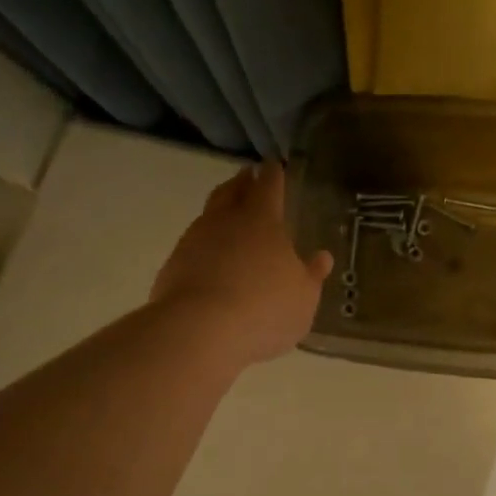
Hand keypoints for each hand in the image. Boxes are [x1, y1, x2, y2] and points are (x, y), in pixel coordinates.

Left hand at [152, 161, 332, 368]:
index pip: (268, 185)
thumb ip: (312, 275)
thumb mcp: (303, 297)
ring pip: (208, 215)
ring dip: (219, 211)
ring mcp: (194, 241)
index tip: (274, 165)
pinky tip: (210, 259)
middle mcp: (225, 221)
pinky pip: (193, 245)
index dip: (273, 174)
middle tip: (247, 176)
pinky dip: (204, 245)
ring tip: (228, 217)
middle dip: (241, 182)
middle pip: (232, 191)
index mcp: (262, 220)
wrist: (198, 330)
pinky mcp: (173, 265)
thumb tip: (322, 257)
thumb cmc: (264, 308)